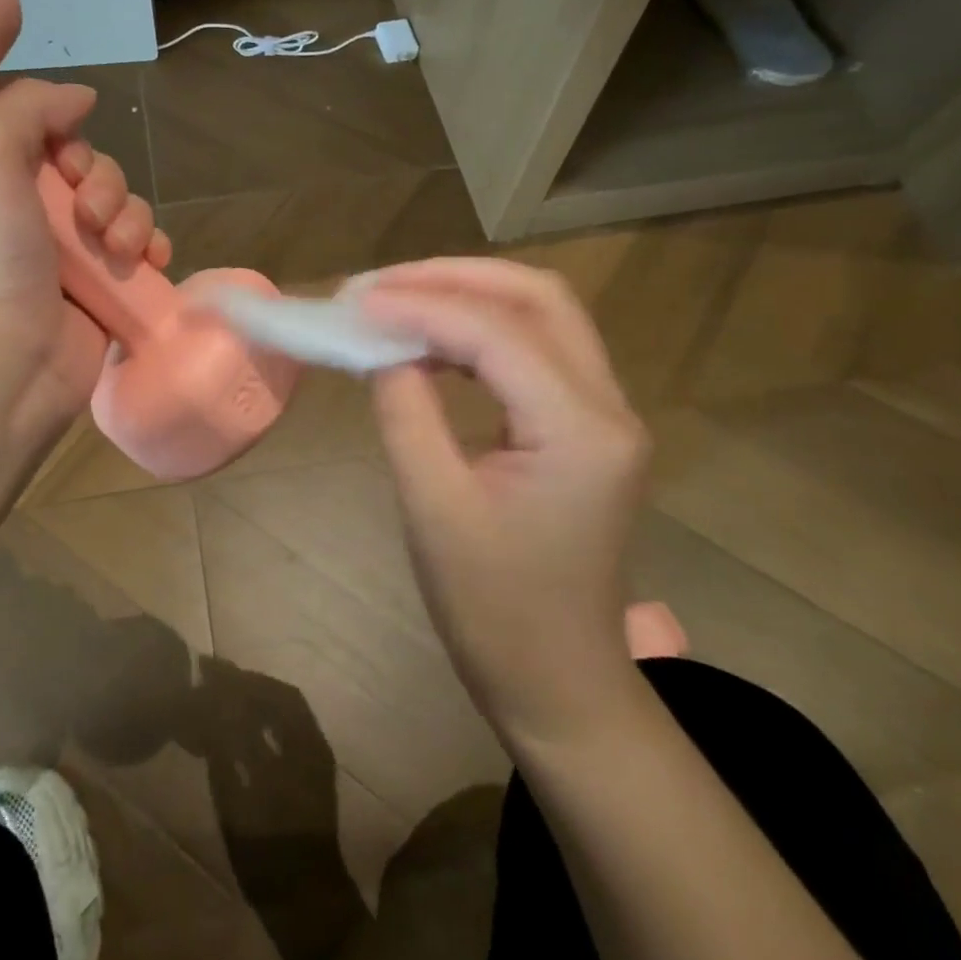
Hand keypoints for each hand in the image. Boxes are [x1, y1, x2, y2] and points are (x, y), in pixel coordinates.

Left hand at [0, 78, 170, 445]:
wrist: (7, 362)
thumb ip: (27, 107)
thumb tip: (80, 97)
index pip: (44, 137)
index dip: (66, 138)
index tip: (66, 158)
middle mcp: (31, 216)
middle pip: (93, 172)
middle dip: (105, 183)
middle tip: (90, 214)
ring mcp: (71, 257)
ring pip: (124, 209)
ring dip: (132, 217)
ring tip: (120, 248)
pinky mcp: (105, 291)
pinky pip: (143, 252)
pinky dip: (154, 248)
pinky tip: (153, 260)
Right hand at [359, 259, 650, 746]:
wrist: (558, 682)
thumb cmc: (493, 610)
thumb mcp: (433, 507)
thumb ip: (405, 410)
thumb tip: (380, 346)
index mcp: (580, 431)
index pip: (496, 334)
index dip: (420, 307)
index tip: (353, 302)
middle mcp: (607, 407)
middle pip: (538, 298)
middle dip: (453, 277)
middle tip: (379, 285)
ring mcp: (603, 414)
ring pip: (541, 314)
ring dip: (467, 296)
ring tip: (395, 300)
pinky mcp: (584, 426)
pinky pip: (534, 350)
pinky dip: (478, 331)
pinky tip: (430, 342)